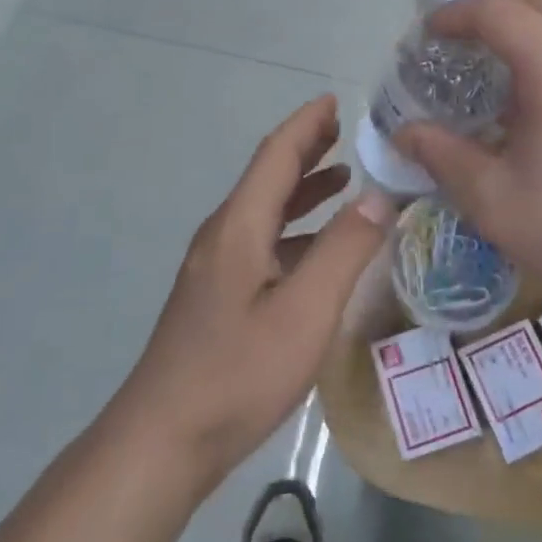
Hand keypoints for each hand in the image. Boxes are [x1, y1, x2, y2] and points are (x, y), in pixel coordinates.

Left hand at [113, 96, 394, 491]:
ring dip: (302, 189)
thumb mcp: (305, 311)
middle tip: (345, 132)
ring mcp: (216, 268)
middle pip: (267, 177)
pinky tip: (318, 249)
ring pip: (265, 211)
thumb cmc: (237, 372)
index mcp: (240, 226)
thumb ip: (344, 250)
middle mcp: (224, 236)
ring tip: (342, 179)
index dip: (306, 125)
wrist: (162, 441)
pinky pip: (263, 242)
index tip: (335, 100)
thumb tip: (378, 195)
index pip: (276, 156)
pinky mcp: (218, 297)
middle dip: (305, 150)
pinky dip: (295, 229)